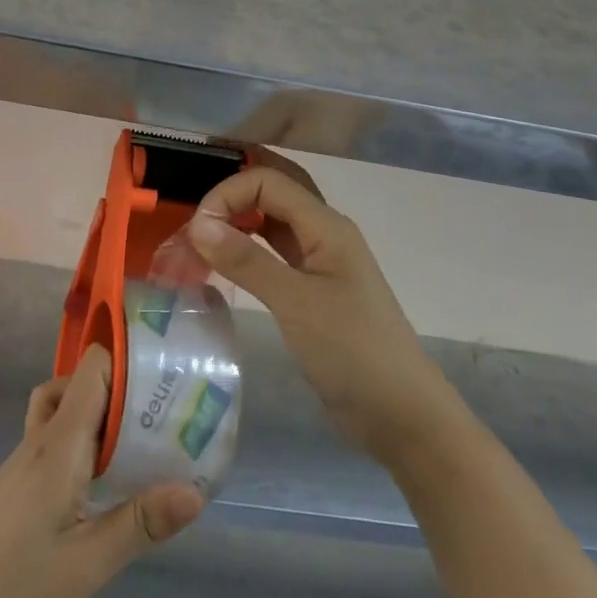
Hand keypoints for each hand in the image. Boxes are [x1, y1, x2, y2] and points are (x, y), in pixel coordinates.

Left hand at [0, 346, 203, 597]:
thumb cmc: (14, 590)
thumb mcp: (87, 565)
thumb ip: (140, 524)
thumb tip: (196, 491)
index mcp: (59, 445)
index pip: (92, 370)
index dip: (126, 360)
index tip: (165, 374)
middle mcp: (42, 439)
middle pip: (81, 382)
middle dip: (123, 386)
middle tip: (167, 408)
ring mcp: (27, 458)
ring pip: (66, 407)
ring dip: (101, 410)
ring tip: (141, 439)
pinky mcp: (21, 480)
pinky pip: (57, 435)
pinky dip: (85, 436)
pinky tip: (106, 476)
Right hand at [187, 149, 437, 461]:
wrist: (402, 416)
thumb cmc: (353, 352)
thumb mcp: (296, 303)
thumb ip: (246, 260)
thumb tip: (197, 223)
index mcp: (326, 225)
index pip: (268, 181)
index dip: (228, 194)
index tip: (196, 229)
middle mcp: (323, 233)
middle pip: (273, 192)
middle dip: (233, 194)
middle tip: (194, 216)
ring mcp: (320, 262)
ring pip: (273, 222)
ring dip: (238, 221)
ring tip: (200, 237)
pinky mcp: (312, 290)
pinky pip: (274, 252)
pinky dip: (247, 249)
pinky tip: (224, 263)